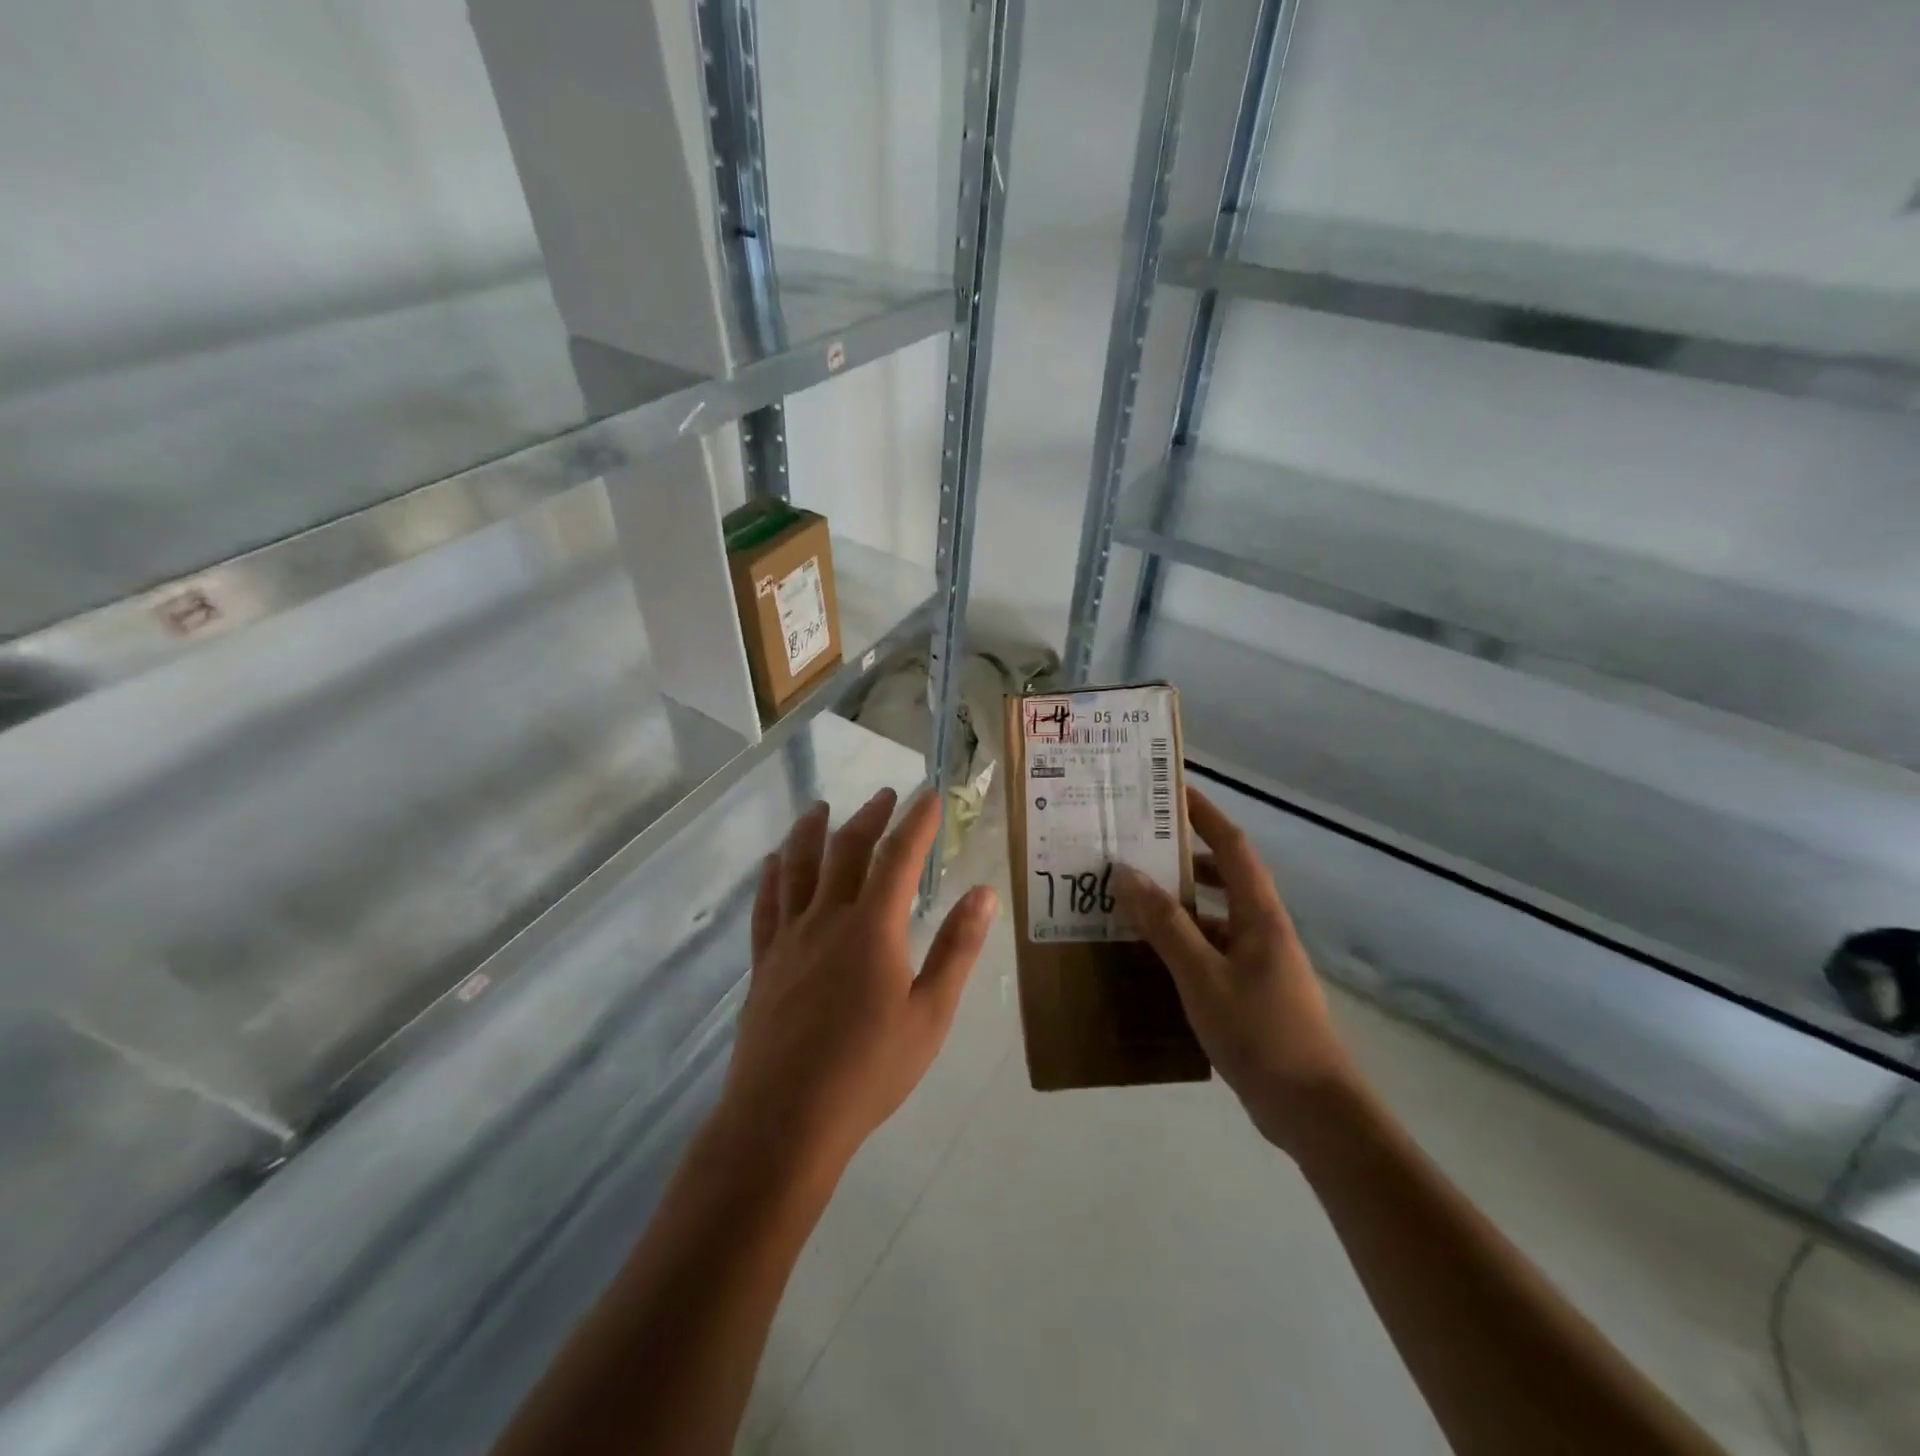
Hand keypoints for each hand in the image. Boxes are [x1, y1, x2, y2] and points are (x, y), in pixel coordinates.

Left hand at [716, 787, 997, 1180]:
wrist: (786, 1119)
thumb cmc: (868, 1070)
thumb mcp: (930, 1015)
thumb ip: (957, 950)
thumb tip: (984, 893)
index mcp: (872, 928)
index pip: (899, 856)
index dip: (917, 822)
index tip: (930, 796)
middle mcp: (827, 919)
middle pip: (847, 850)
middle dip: (870, 817)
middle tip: (886, 795)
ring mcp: (789, 938)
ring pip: (798, 867)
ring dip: (812, 831)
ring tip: (821, 808)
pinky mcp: (763, 962)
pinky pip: (766, 905)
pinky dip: (772, 876)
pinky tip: (775, 862)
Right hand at [1115, 787, 1356, 1154]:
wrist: (1312, 1109)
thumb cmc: (1260, 1032)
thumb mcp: (1202, 975)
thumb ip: (1164, 924)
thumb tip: (1126, 872)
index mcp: (1259, 914)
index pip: (1232, 845)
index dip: (1205, 814)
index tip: (1171, 791)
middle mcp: (1261, 928)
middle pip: (1223, 875)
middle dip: (1184, 855)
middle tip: (1136, 845)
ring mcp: (1258, 961)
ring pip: (1214, 914)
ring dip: (1179, 901)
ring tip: (1131, 896)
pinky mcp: (1250, 991)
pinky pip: (1210, 948)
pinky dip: (1182, 940)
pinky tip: (1150, 954)